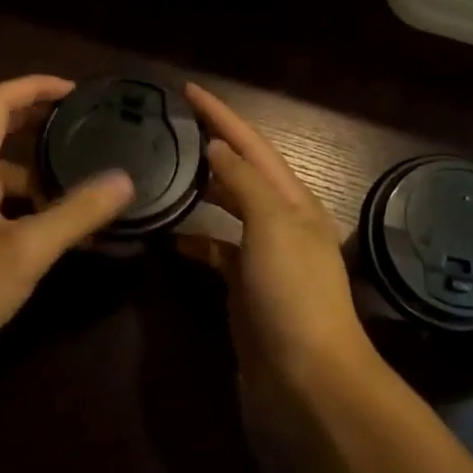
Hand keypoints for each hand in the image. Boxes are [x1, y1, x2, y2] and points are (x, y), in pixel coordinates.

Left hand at [0, 76, 134, 368]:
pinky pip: (7, 203)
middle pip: (1, 129)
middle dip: (43, 122)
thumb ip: (77, 212)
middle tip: (87, 127)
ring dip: (44, 171)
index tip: (75, 92)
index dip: (35, 86)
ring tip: (89, 185)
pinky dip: (36, 205)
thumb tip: (124, 180)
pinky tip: (66, 230)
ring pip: (7, 172)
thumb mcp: (28, 249)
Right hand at [183, 83, 381, 390]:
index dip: (222, 115)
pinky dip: (195, 240)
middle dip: (211, 145)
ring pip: (227, 211)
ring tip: (165, 172)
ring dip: (202, 190)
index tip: (188, 89)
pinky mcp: (245, 291)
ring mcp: (263, 259)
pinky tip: (170, 238)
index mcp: (294, 202)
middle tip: (170, 126)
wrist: (307, 382)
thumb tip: (217, 146)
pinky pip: (216, 252)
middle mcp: (282, 224)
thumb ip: (244, 183)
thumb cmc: (294, 295)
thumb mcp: (274, 227)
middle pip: (242, 172)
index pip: (252, 145)